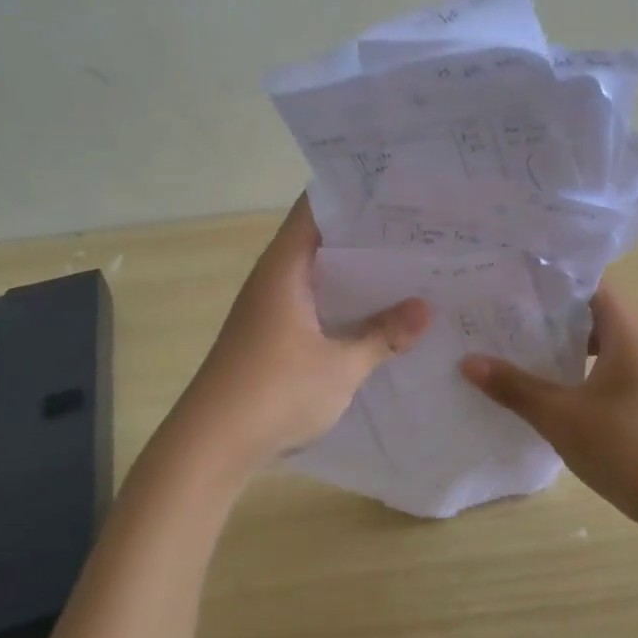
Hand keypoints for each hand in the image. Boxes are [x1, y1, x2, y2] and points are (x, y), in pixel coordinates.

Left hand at [174, 194, 430, 470]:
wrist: (211, 446)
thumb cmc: (274, 392)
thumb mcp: (341, 366)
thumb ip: (383, 335)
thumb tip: (426, 307)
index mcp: (284, 268)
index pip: (318, 208)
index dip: (356, 196)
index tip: (400, 191)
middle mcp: (274, 279)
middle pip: (323, 240)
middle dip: (368, 237)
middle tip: (420, 231)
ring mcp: (271, 309)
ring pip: (321, 276)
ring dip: (358, 275)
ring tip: (411, 267)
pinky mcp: (272, 337)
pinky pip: (315, 306)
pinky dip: (344, 304)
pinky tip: (379, 315)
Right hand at [460, 283, 637, 536]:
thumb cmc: (626, 448)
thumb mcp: (561, 417)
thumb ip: (514, 386)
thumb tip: (467, 361)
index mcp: (628, 329)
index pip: (588, 281)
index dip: (549, 277)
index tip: (510, 279)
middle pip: (591, 306)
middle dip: (547, 308)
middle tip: (502, 309)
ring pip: (599, 336)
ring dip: (562, 337)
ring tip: (515, 340)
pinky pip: (607, 360)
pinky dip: (577, 361)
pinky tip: (546, 379)